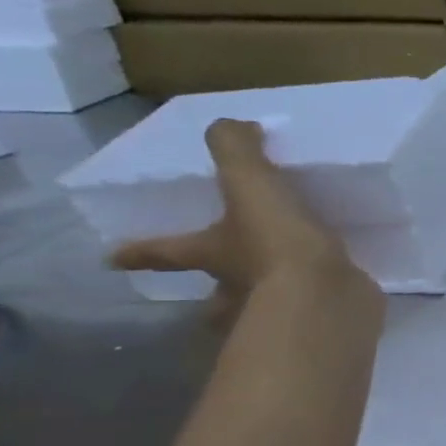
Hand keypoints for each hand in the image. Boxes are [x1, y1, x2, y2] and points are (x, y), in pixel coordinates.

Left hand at [109, 120, 375, 309]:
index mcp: (211, 254)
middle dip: (212, 294)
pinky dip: (316, 304)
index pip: (165, 251)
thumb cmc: (276, 244)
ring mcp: (273, 312)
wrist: (324, 297)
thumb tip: (229, 125)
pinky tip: (331, 293)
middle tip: (219, 288)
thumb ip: (236, 151)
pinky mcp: (315, 320)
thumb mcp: (251, 185)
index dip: (140, 251)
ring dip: (264, 303)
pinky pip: (309, 310)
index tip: (114, 259)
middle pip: (212, 296)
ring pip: (258, 310)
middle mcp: (234, 289)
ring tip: (285, 291)